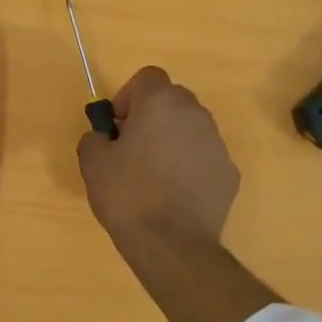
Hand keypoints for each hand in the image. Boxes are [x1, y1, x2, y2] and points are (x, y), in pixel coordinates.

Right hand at [78, 66, 239, 257]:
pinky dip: (189, 167)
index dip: (128, 97)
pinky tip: (174, 195)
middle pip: (171, 100)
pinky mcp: (229, 173)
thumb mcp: (92, 163)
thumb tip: (104, 137)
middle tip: (132, 149)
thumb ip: (94, 137)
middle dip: (151, 116)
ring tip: (153, 176)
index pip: (147, 77)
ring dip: (172, 141)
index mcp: (161, 103)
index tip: (117, 127)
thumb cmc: (128, 195)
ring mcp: (217, 144)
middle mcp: (195, 114)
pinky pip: (203, 158)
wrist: (172, 244)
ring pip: (190, 129)